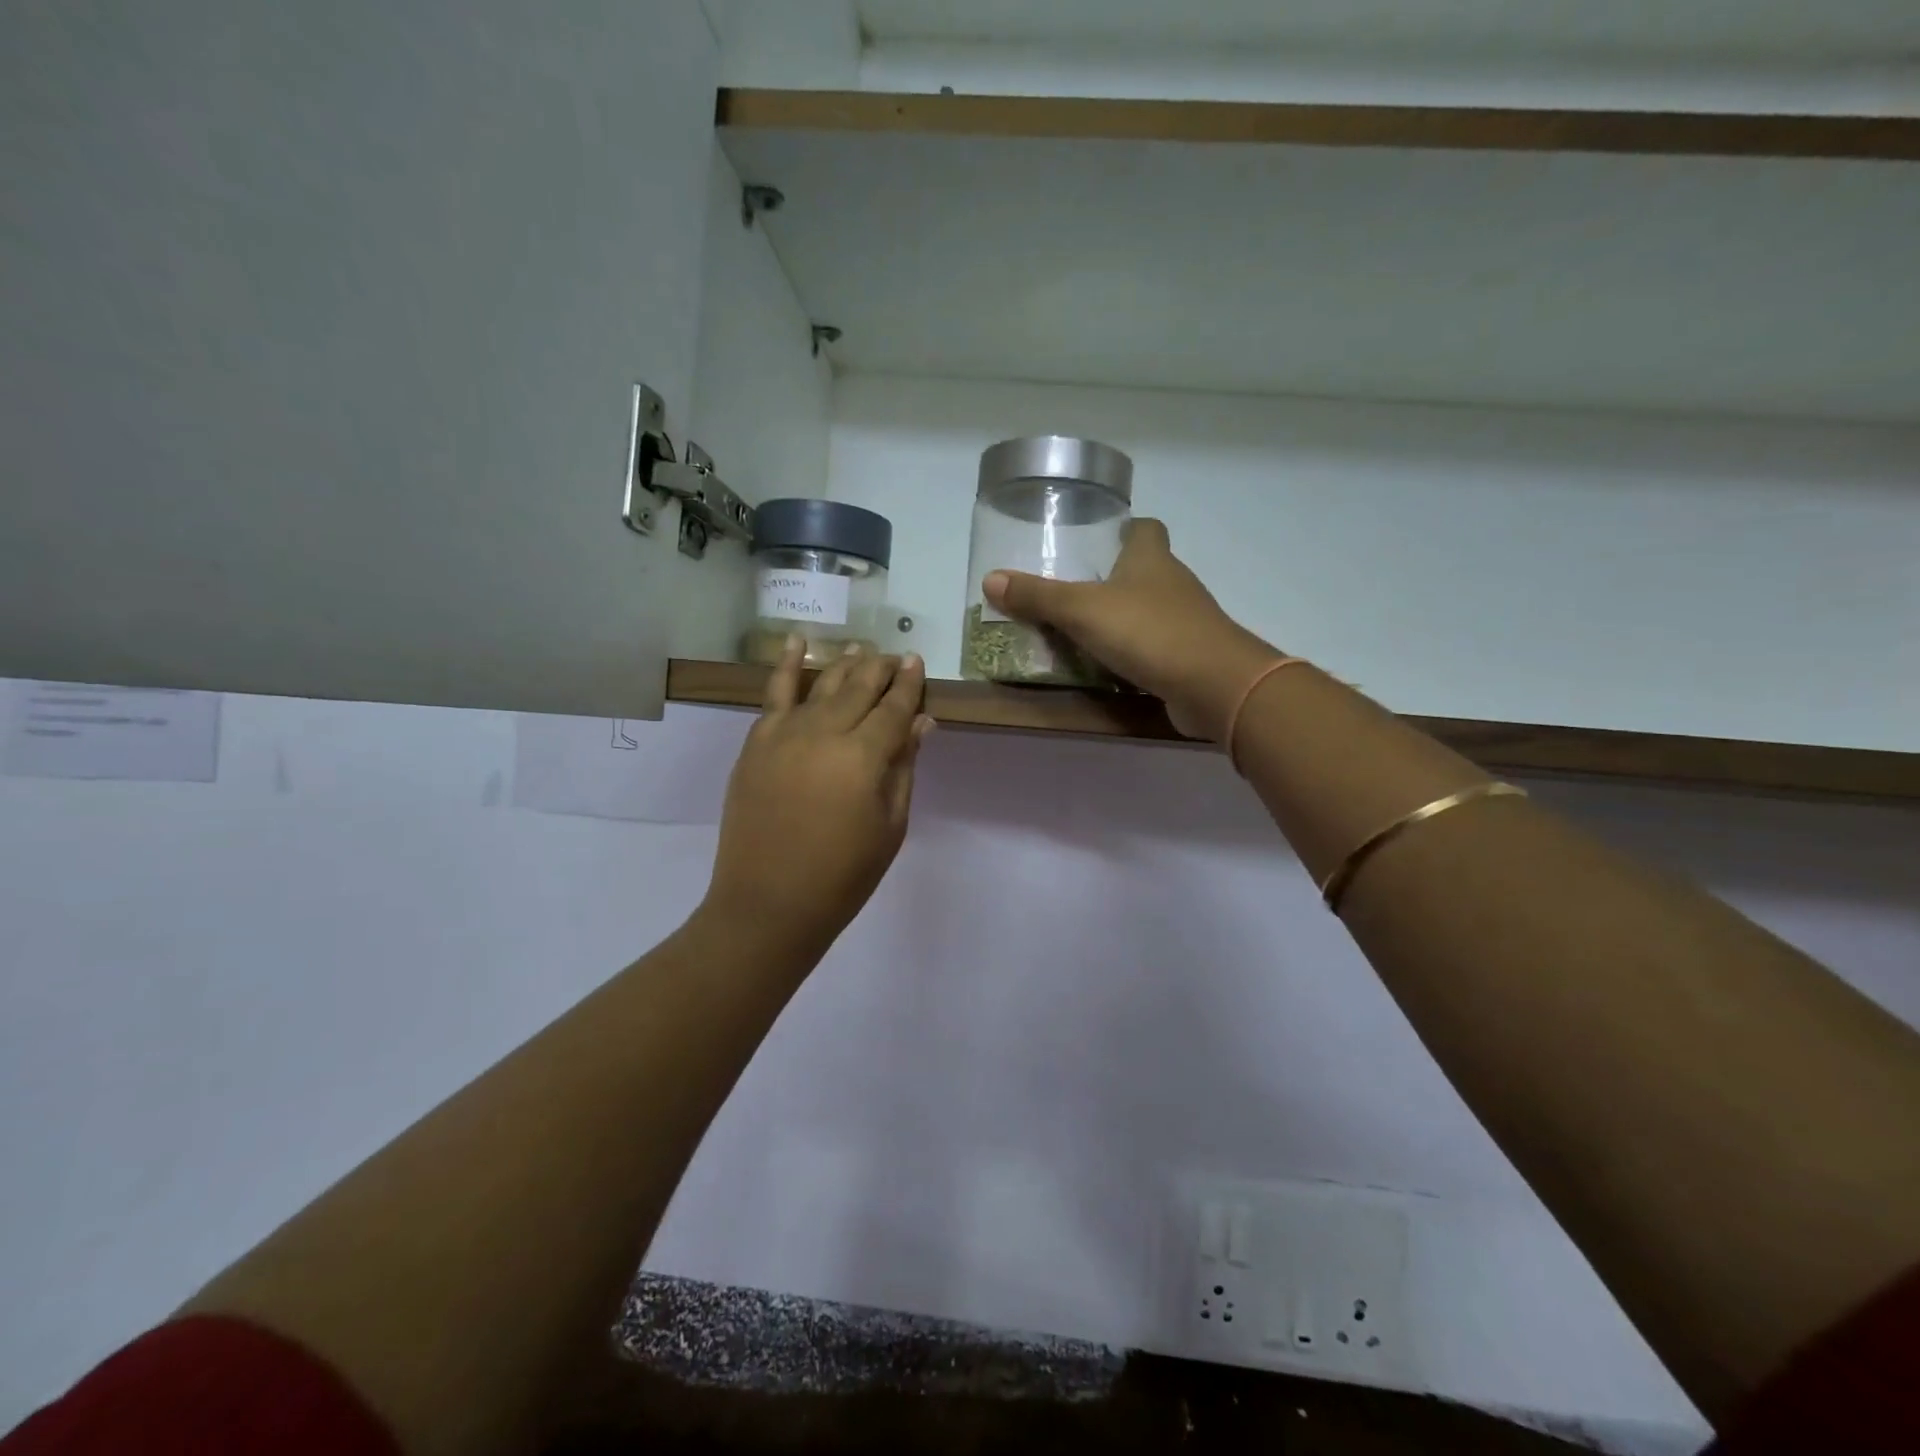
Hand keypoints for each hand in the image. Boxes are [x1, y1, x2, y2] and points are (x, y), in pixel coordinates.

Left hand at [703, 638, 932, 957]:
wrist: (769, 903)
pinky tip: (796, 643)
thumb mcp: (890, 825)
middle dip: (880, 668)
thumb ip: (904, 767)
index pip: (894, 707)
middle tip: (894, 657)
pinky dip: (786, 665)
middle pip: (859, 686)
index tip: (917, 662)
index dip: (908, 684)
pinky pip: (773, 693)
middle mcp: (824, 731)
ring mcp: (785, 733)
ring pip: (821, 683)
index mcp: (863, 756)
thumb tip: (921, 722)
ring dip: (845, 663)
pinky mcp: (757, 742)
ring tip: (861, 650)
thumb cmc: (843, 874)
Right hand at [982, 518, 1281, 740]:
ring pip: (1148, 609)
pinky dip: (1133, 651)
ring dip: (1120, 617)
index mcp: (1151, 558)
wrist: (1212, 684)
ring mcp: (1185, 621)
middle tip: (1071, 590)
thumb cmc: (1148, 631)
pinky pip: (1154, 645)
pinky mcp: (1188, 656)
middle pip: (1144, 569)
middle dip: (1112, 577)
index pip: (1144, 528)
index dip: (1123, 529)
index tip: (1095, 540)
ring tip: (1079, 630)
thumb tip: (990, 579)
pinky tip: (1107, 664)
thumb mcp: (1082, 610)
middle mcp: (1173, 583)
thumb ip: (1038, 596)